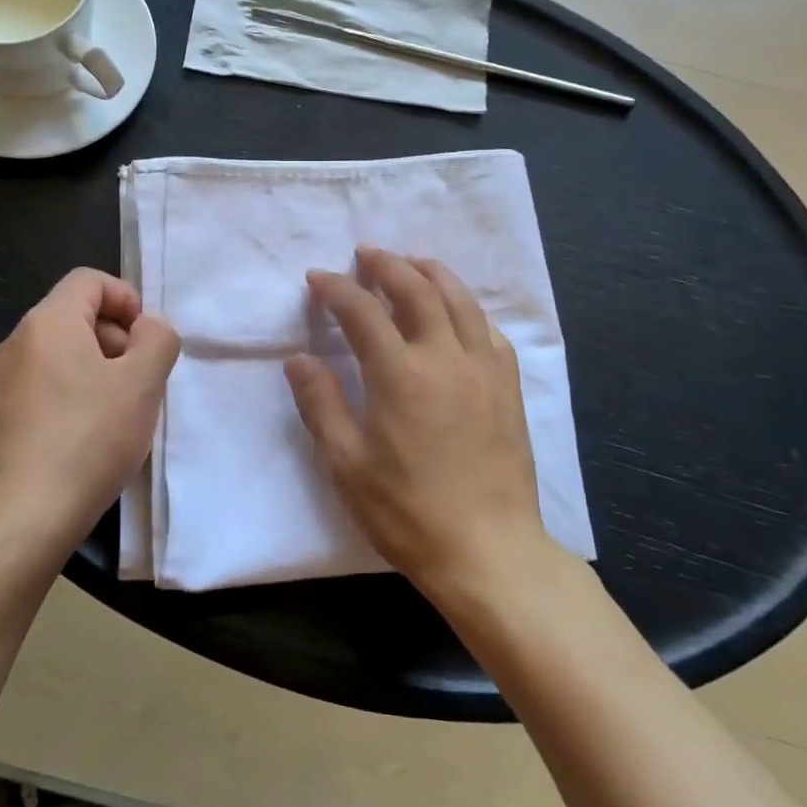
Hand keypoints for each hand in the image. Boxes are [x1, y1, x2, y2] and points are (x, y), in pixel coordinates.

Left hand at [0, 268, 180, 554]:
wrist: (22, 518)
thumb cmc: (88, 439)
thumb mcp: (143, 383)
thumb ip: (158, 339)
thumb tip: (147, 328)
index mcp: (47, 322)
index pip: (90, 280)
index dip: (127, 299)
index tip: (146, 341)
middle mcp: (15, 342)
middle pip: (75, 316)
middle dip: (115, 339)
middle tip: (139, 382)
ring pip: (59, 355)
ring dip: (96, 371)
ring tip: (118, 414)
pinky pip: (42, 387)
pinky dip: (70, 397)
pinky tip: (87, 439)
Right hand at [285, 248, 547, 597]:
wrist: (489, 551)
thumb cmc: (408, 513)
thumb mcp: (347, 465)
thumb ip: (321, 404)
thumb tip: (298, 358)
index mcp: (400, 374)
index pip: (362, 311)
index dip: (336, 288)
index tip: (317, 278)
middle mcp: (445, 357)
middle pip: (416, 289)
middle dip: (387, 265)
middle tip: (365, 254)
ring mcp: (484, 369)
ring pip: (459, 300)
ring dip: (431, 273)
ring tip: (412, 263)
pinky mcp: (508, 387)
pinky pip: (488, 330)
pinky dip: (467, 308)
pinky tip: (458, 312)